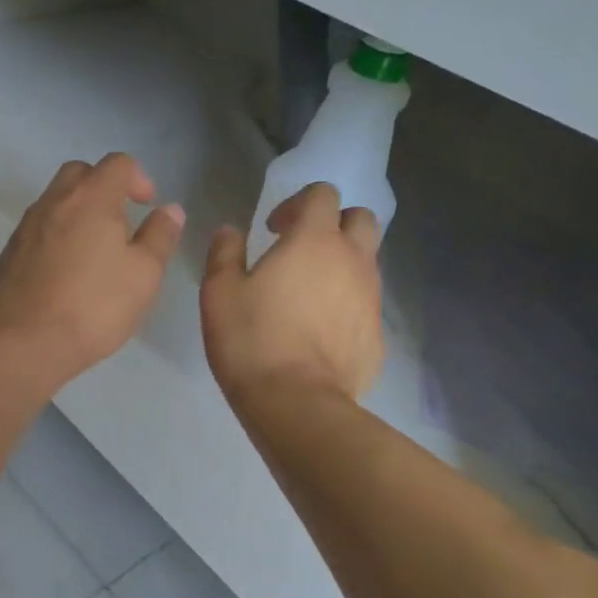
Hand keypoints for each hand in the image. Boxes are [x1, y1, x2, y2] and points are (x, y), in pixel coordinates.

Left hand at [0, 153, 184, 388]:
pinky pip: (39, 228)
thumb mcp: (144, 274)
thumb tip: (170, 209)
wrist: (25, 343)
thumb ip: (160, 235)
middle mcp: (54, 202)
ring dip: (79, 211)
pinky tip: (67, 272)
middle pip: (80, 173)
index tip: (147, 206)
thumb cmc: (95, 306)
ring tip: (96, 251)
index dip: (138, 178)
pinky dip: (57, 235)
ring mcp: (26, 226)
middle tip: (121, 222)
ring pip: (56, 200)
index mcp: (91, 198)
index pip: (117, 163)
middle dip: (104, 187)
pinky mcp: (9, 252)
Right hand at [200, 182, 383, 405]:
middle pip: (361, 218)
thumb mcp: (219, 292)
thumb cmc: (252, 339)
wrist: (297, 404)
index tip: (273, 228)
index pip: (323, 193)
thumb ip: (225, 253)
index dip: (298, 202)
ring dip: (343, 262)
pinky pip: (366, 303)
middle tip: (302, 249)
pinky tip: (321, 330)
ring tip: (310, 292)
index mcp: (314, 240)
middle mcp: (352, 259)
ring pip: (368, 261)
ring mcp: (371, 297)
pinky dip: (348, 303)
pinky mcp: (377, 334)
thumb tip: (231, 231)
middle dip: (334, 224)